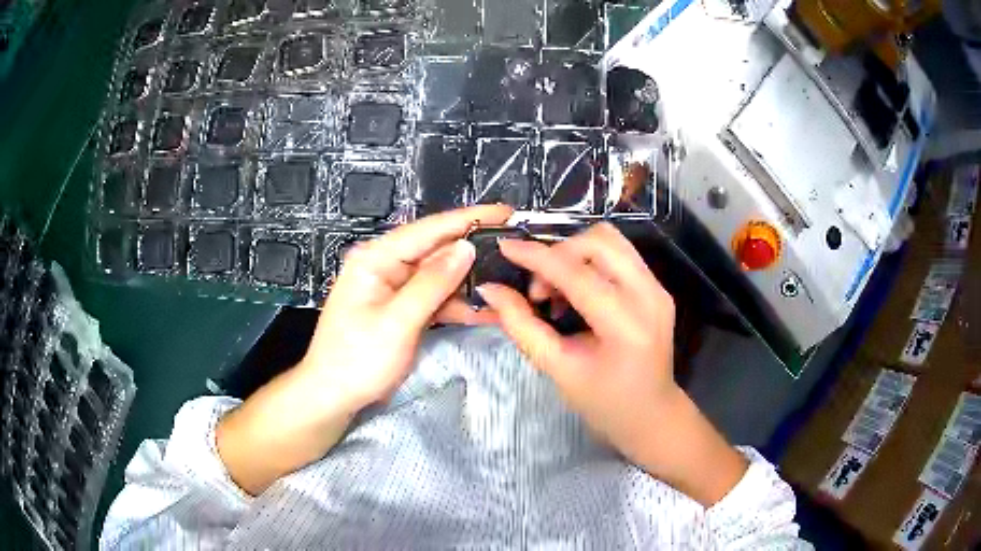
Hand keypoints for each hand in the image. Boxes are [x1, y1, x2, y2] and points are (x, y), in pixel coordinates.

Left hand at [299, 204, 512, 409]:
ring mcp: (393, 287)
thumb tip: (466, 248)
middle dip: (474, 250)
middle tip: (514, 249)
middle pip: (436, 249)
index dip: (469, 218)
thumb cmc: (356, 359)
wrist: (333, 396)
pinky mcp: (400, 307)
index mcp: (376, 258)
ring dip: (469, 282)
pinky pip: (433, 297)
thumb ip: (432, 283)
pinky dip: (456, 304)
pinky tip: (484, 311)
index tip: (505, 212)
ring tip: (507, 283)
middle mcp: (385, 265)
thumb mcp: (397, 322)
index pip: (429, 229)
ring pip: (438, 275)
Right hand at [477, 223, 746, 505]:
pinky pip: (620, 254)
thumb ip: (522, 326)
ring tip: (557, 289)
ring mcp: (658, 288)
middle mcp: (650, 296)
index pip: (577, 275)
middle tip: (539, 290)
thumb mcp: (558, 368)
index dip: (537, 257)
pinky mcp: (658, 287)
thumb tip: (491, 291)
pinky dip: (590, 262)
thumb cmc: (604, 403)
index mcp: (626, 326)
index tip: (505, 247)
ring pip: (611, 240)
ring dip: (575, 254)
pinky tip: (577, 292)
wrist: (651, 415)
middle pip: (599, 242)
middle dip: (559, 254)